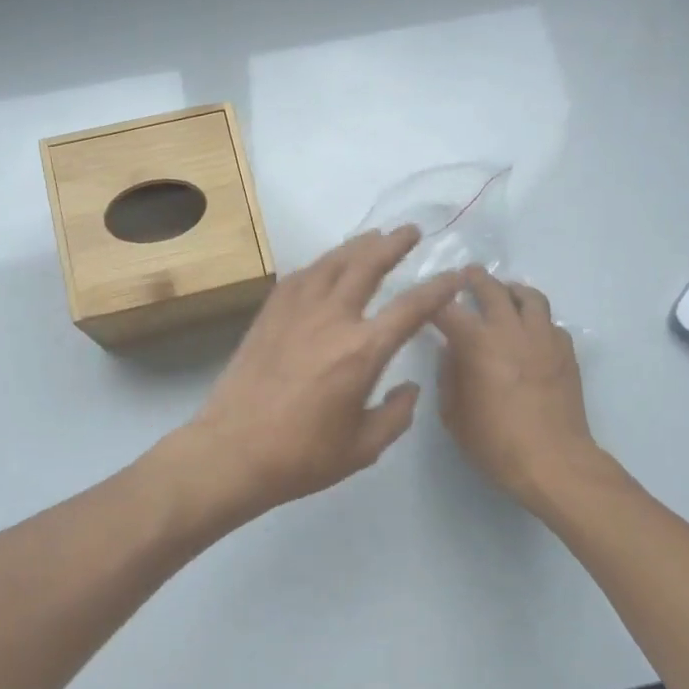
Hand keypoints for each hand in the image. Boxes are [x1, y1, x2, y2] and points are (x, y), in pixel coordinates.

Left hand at [184, 226, 463, 516]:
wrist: (233, 451)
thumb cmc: (303, 456)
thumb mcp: (364, 447)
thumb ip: (397, 415)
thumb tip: (410, 387)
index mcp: (363, 350)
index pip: (411, 308)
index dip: (438, 288)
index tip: (455, 274)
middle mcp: (332, 319)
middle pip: (367, 266)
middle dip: (393, 244)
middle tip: (410, 231)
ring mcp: (296, 313)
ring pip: (331, 263)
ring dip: (356, 246)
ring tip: (372, 236)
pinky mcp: (268, 316)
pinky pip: (299, 278)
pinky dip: (319, 265)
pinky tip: (324, 265)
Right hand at [435, 267, 597, 508]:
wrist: (553, 461)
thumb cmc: (495, 442)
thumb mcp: (453, 414)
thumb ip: (448, 375)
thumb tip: (449, 351)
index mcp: (477, 343)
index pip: (447, 308)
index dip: (433, 299)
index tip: (426, 297)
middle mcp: (510, 330)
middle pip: (492, 289)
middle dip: (475, 279)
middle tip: (467, 276)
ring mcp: (543, 338)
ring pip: (530, 297)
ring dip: (512, 290)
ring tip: (505, 293)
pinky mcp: (566, 352)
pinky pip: (551, 323)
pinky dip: (537, 320)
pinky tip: (531, 333)